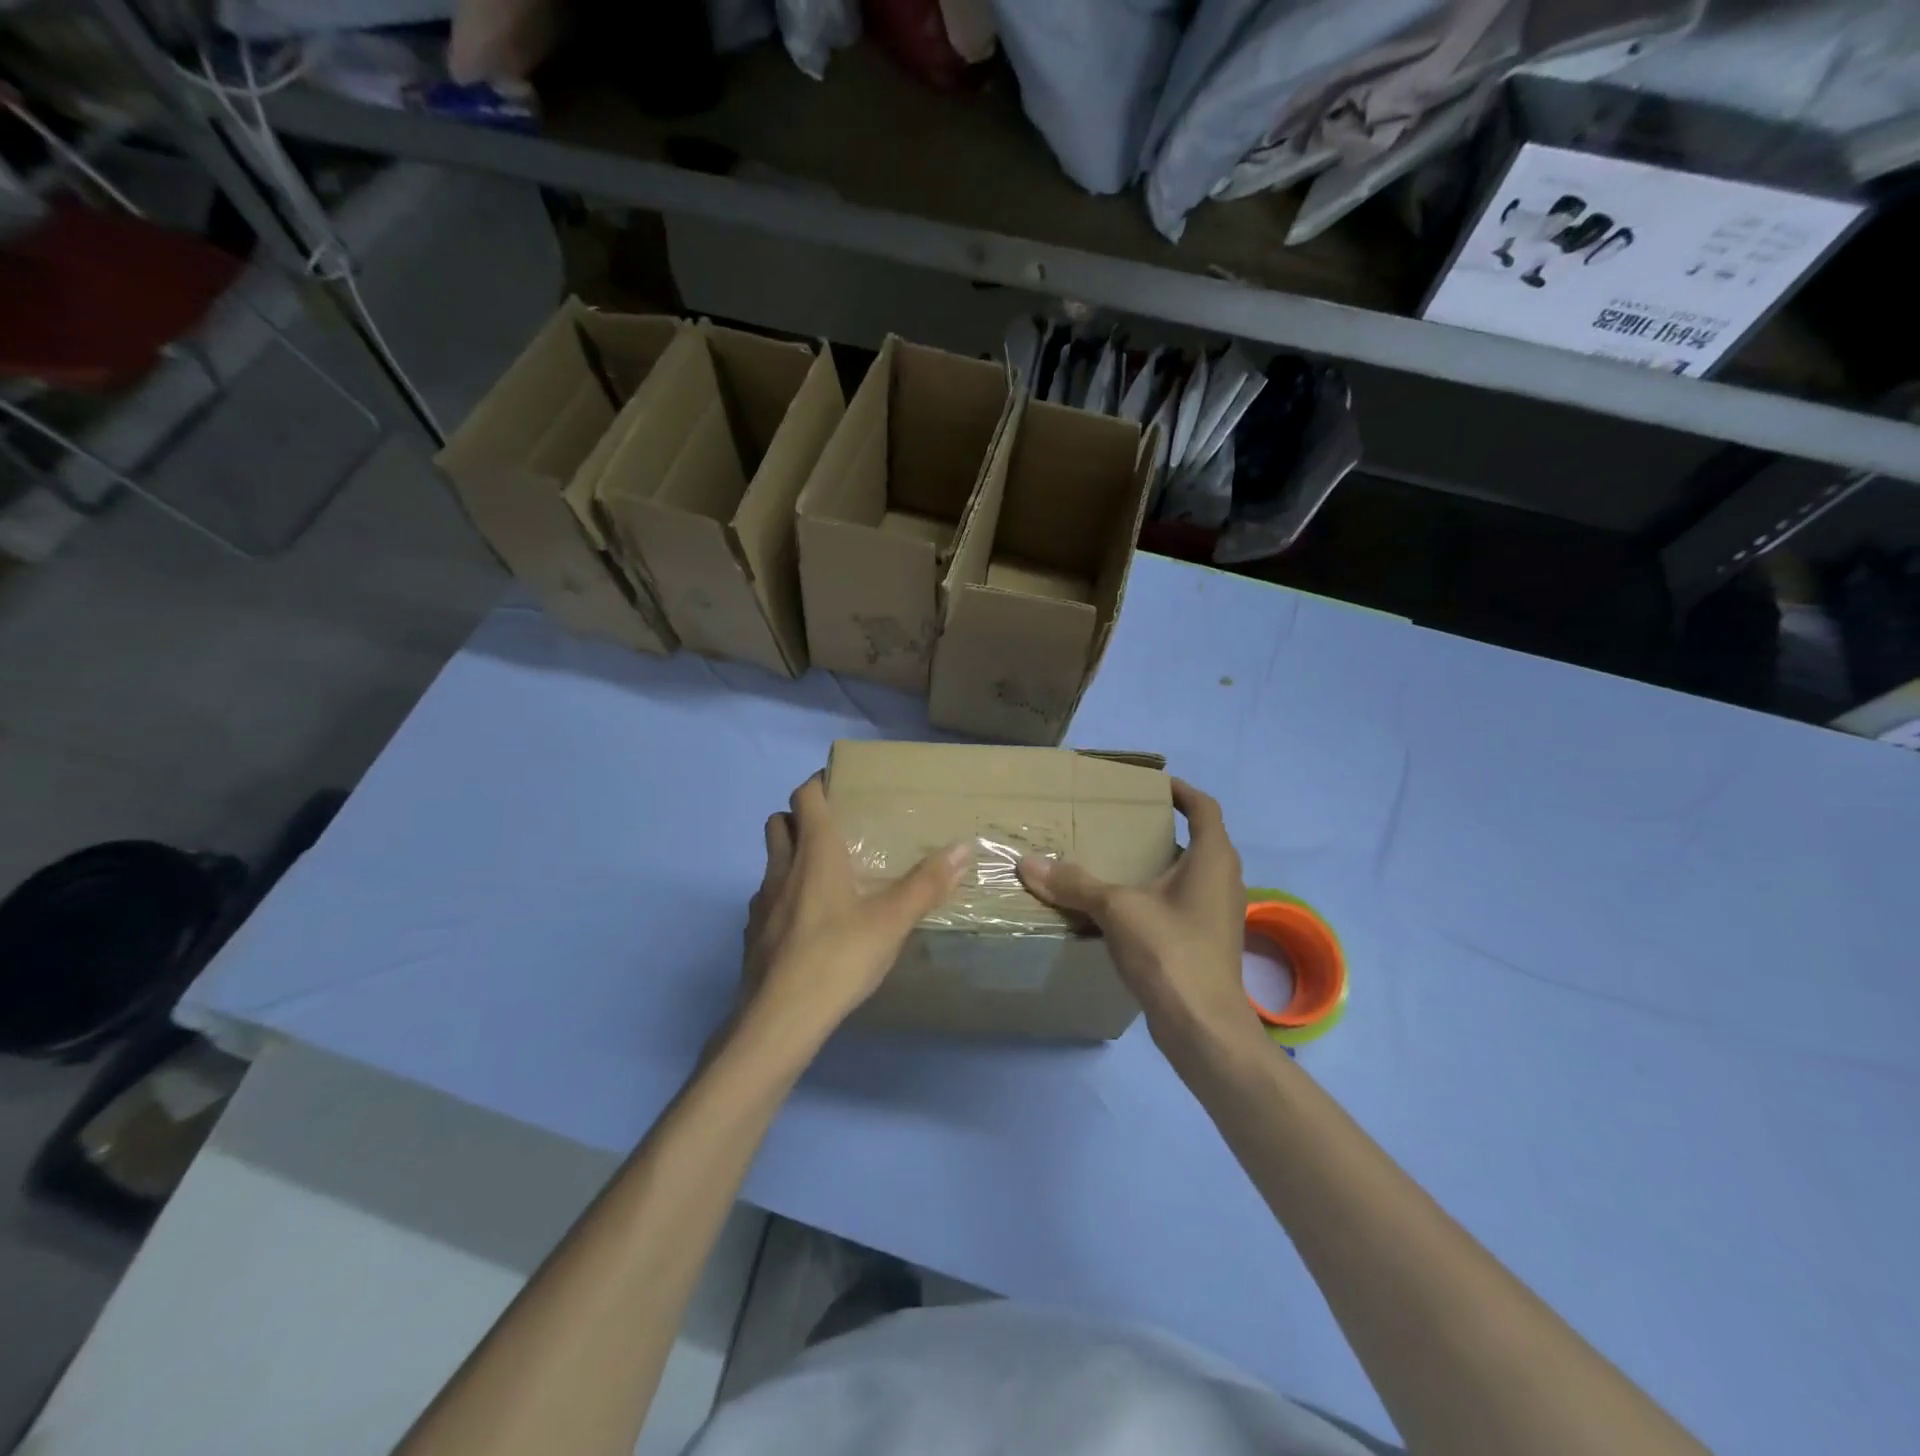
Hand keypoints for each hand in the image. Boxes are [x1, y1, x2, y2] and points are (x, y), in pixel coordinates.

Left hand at [741, 773, 969, 1044]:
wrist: (779, 1020)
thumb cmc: (838, 958)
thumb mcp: (892, 921)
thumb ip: (927, 883)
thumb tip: (964, 847)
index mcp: (814, 854)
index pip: (806, 797)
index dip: (818, 783)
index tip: (840, 783)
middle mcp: (782, 870)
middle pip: (778, 823)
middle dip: (800, 817)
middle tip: (833, 829)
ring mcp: (761, 904)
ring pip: (770, 863)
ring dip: (790, 857)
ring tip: (824, 877)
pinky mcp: (753, 935)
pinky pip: (767, 901)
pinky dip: (783, 898)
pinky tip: (808, 925)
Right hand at [1017, 779, 1259, 1058]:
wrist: (1203, 1027)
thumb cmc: (1170, 951)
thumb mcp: (1116, 909)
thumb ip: (1074, 883)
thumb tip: (1027, 863)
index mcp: (1213, 858)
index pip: (1203, 807)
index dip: (1180, 791)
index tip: (1152, 785)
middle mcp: (1224, 880)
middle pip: (1197, 840)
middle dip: (1162, 828)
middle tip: (1122, 822)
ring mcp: (1219, 914)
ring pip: (1189, 874)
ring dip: (1159, 863)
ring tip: (1118, 860)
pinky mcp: (1208, 942)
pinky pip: (1183, 903)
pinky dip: (1158, 894)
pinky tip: (1124, 906)